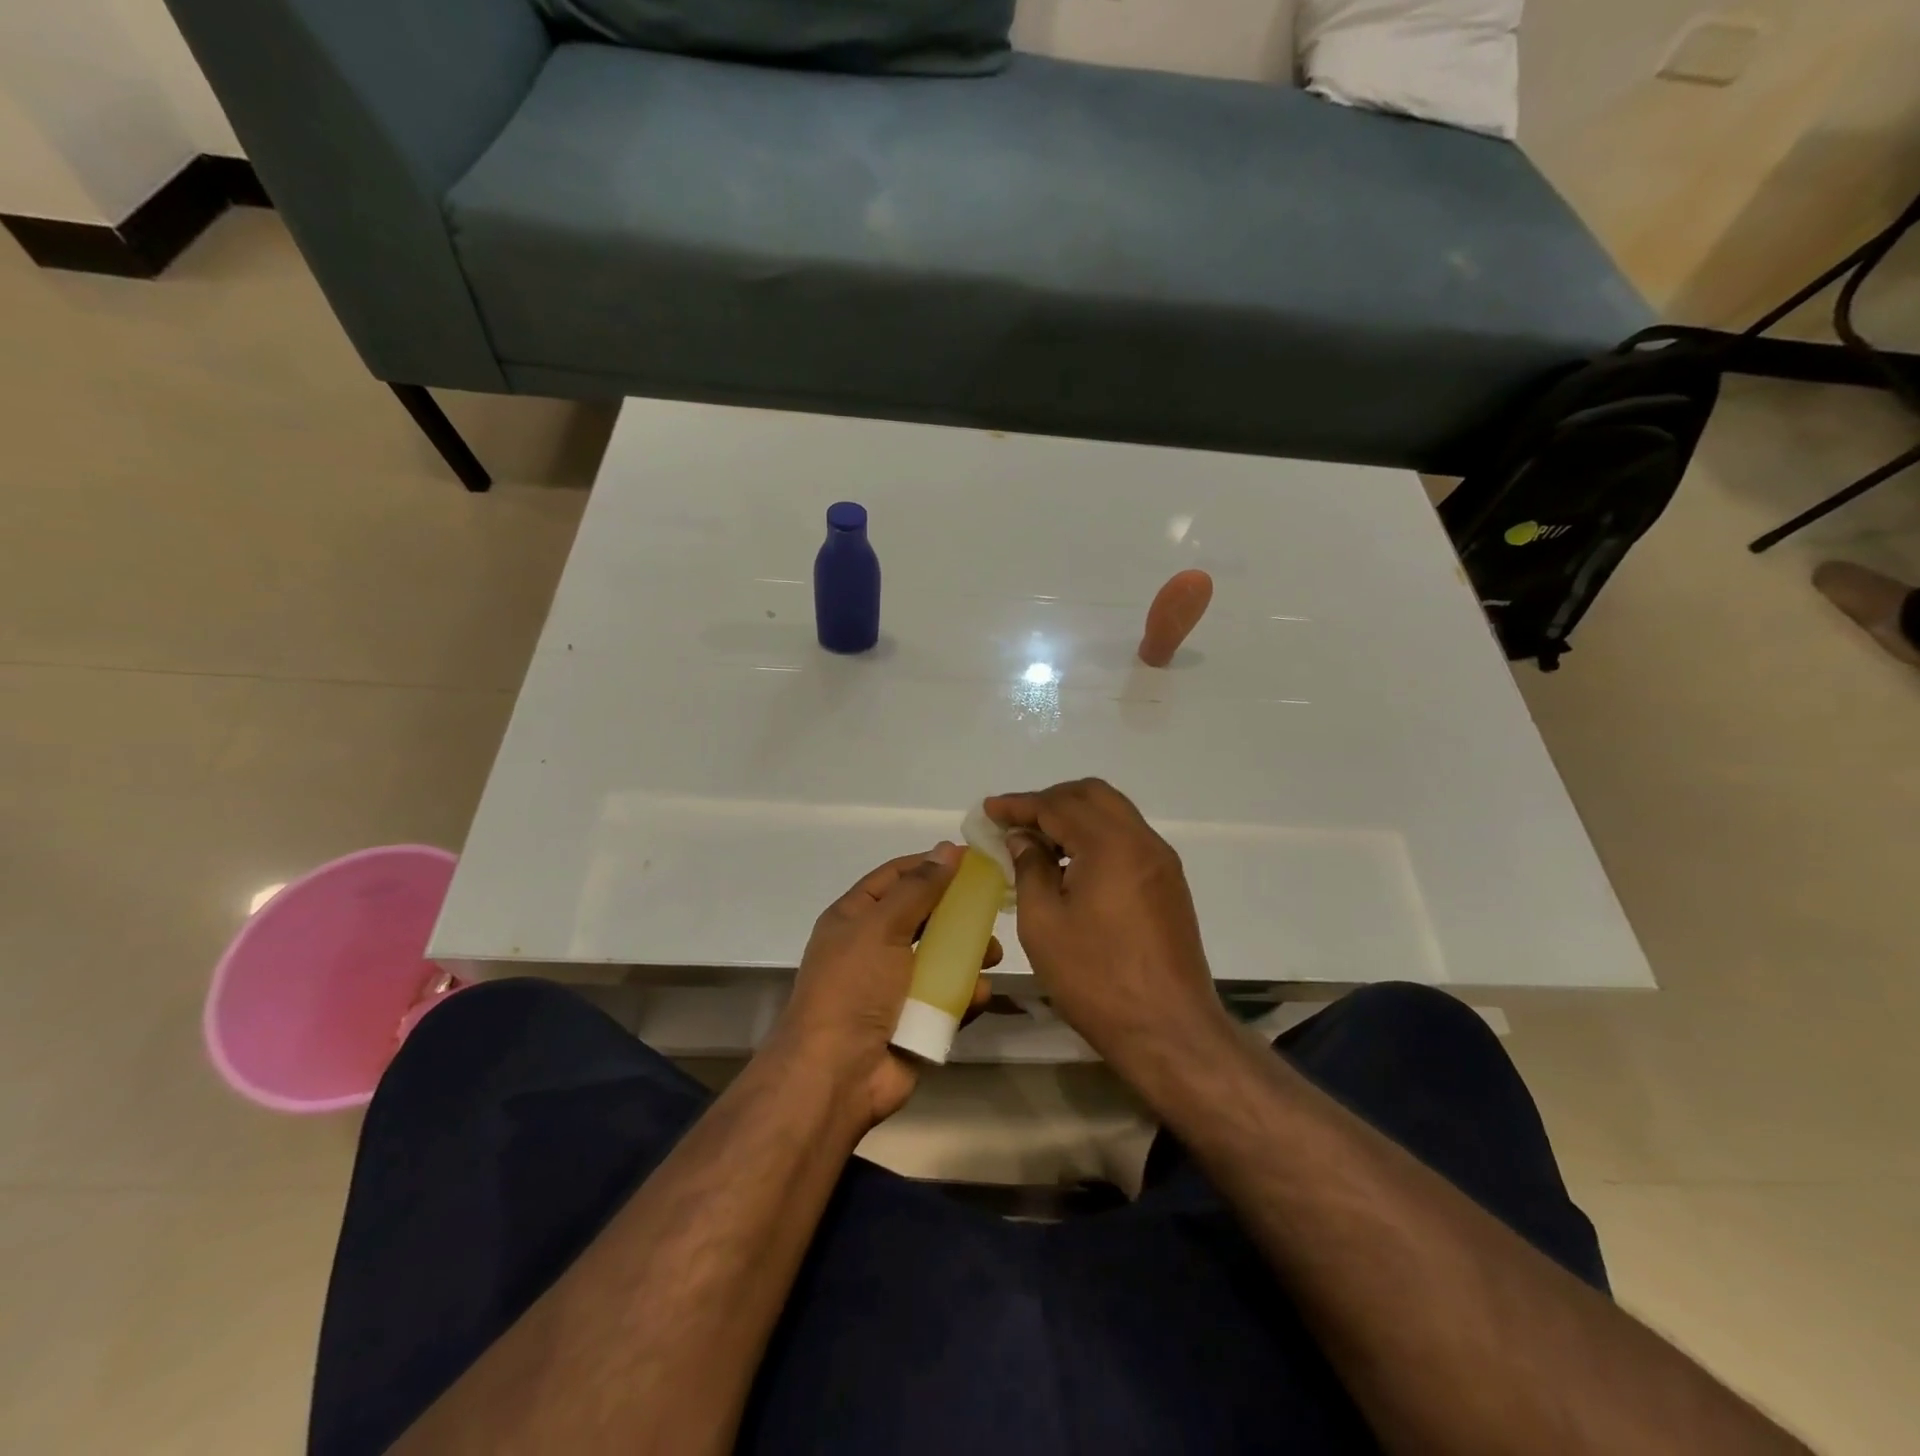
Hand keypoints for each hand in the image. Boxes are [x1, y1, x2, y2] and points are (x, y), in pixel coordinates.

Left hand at [770, 843, 998, 1128]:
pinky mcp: (916, 1019)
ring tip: (993, 954)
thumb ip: (918, 888)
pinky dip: (965, 992)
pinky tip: (979, 992)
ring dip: (969, 952)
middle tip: (992, 906)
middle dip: (957, 911)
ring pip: (941, 956)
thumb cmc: (854, 988)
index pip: (896, 877)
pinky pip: (947, 996)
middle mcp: (874, 946)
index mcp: (855, 918)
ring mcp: (895, 985)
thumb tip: (948, 848)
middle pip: (924, 916)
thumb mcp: (882, 926)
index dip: (930, 864)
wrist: (837, 1075)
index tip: (972, 859)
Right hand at [985, 780, 1233, 1080]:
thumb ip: (1030, 869)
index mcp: (1111, 844)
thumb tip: (1023, 839)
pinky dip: (1096, 837)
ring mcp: (1161, 862)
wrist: (1169, 1030)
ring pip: (1114, 814)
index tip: (990, 810)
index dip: (1020, 805)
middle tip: (1015, 822)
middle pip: (1092, 795)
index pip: (1058, 805)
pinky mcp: (1168, 884)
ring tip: (1039, 843)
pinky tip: (1072, 865)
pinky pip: (1128, 840)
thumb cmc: (1096, 978)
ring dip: (1075, 817)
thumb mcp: (1044, 923)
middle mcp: (1142, 841)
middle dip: (1050, 800)